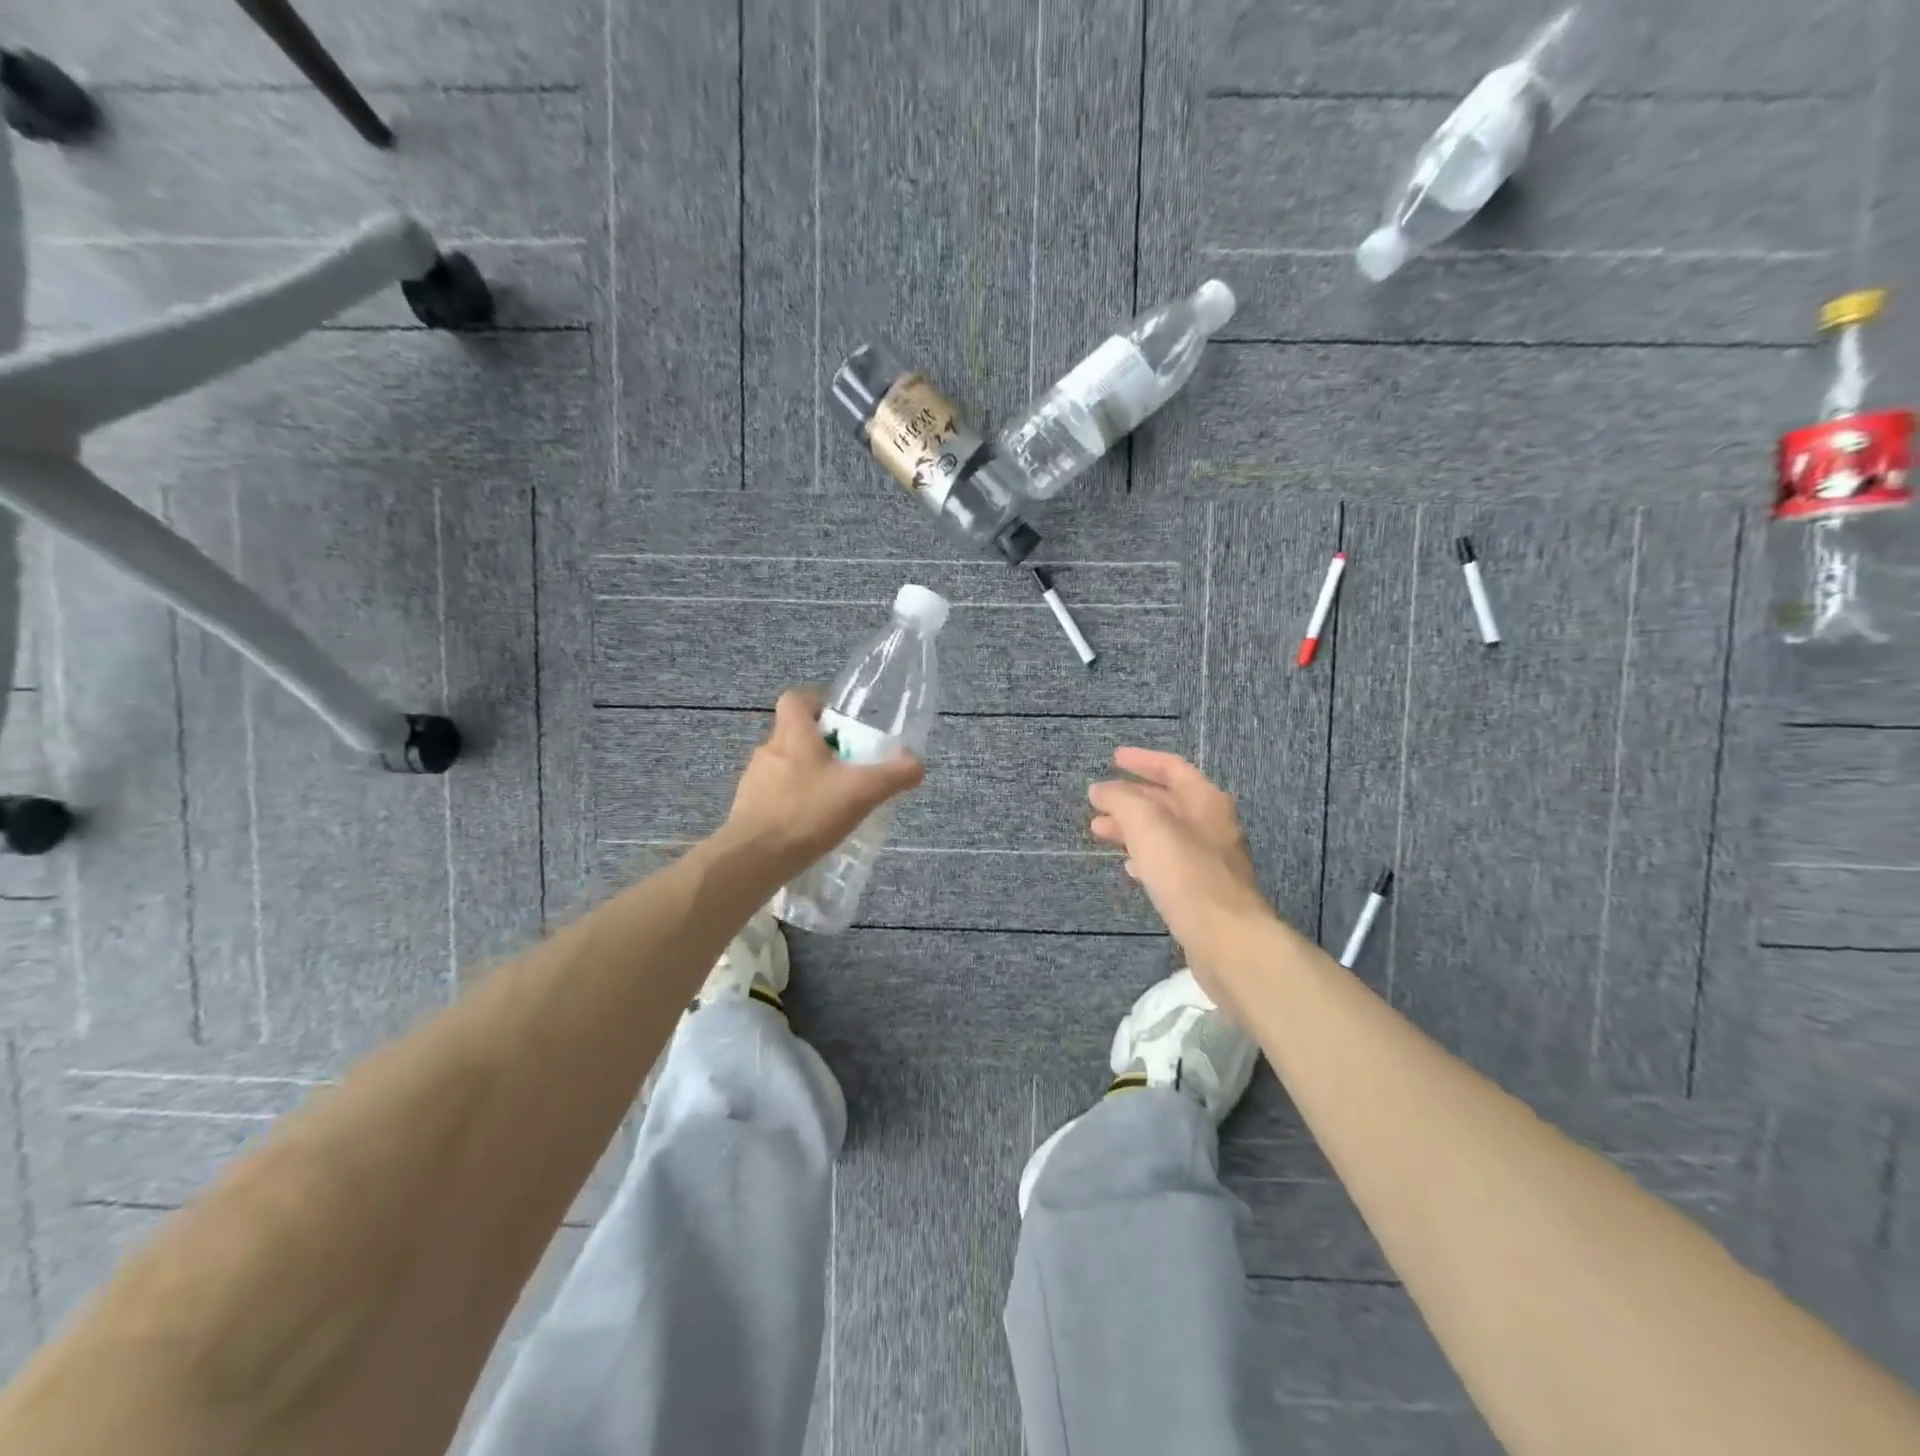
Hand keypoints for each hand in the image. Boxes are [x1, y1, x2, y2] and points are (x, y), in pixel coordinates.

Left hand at [722, 689, 925, 878]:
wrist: (754, 859)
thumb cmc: (807, 813)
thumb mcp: (861, 792)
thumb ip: (893, 775)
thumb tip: (916, 764)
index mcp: (793, 735)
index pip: (796, 699)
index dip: (817, 703)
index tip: (839, 722)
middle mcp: (768, 750)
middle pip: (793, 734)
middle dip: (819, 746)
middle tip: (847, 766)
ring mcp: (753, 781)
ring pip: (783, 766)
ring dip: (806, 776)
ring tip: (831, 800)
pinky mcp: (747, 809)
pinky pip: (774, 795)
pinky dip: (792, 802)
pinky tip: (810, 826)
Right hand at [1089, 747, 1275, 992]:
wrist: (1227, 940)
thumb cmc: (1187, 874)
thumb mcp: (1148, 825)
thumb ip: (1122, 800)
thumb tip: (1102, 789)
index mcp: (1206, 802)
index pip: (1173, 768)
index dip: (1142, 761)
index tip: (1113, 759)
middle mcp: (1213, 826)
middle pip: (1168, 801)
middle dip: (1130, 798)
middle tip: (1097, 801)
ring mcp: (1211, 861)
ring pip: (1165, 834)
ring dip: (1132, 828)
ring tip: (1099, 831)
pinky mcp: (1203, 892)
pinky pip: (1169, 863)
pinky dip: (1145, 856)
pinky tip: (1129, 866)